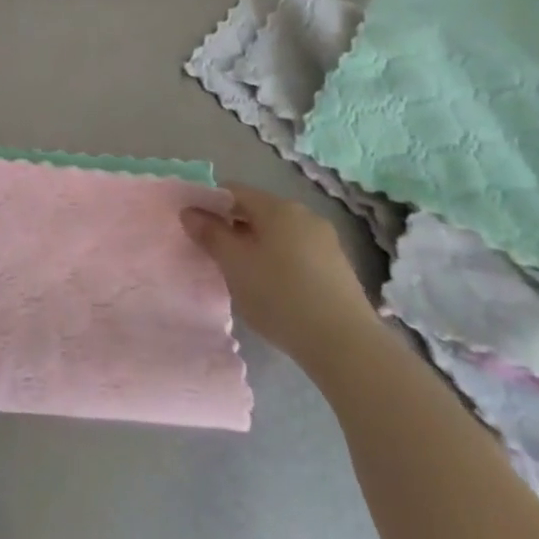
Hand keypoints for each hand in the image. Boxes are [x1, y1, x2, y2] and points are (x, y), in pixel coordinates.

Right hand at [181, 183, 377, 369]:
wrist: (347, 348)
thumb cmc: (280, 296)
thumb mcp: (234, 264)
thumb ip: (209, 234)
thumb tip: (190, 212)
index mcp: (277, 206)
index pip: (232, 191)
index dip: (210, 205)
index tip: (197, 230)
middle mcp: (303, 214)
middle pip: (258, 211)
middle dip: (234, 229)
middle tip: (218, 257)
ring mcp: (326, 242)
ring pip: (279, 234)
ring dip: (258, 247)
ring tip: (246, 278)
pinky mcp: (340, 269)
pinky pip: (299, 254)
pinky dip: (282, 263)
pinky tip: (277, 292)